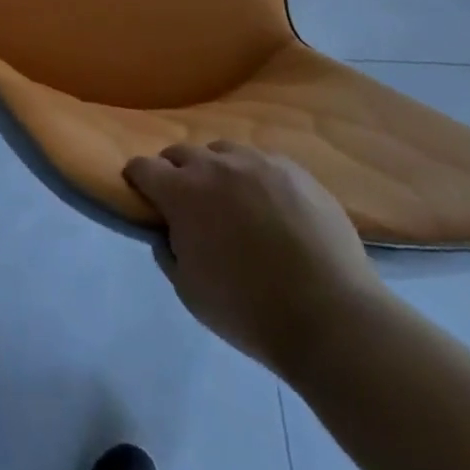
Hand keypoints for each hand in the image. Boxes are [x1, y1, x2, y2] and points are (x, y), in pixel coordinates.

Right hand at [124, 142, 386, 376]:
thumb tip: (167, 231)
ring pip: (223, 151)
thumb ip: (168, 251)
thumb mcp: (189, 292)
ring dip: (216, 169)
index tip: (142, 195)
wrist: (332, 318)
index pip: (142, 167)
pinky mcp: (295, 171)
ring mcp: (258, 163)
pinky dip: (255, 178)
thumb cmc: (250, 311)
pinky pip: (263, 162)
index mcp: (181, 192)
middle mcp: (214, 165)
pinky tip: (270, 206)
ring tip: (231, 199)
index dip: (137, 180)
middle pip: (180, 152)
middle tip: (187, 202)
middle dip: (175, 172)